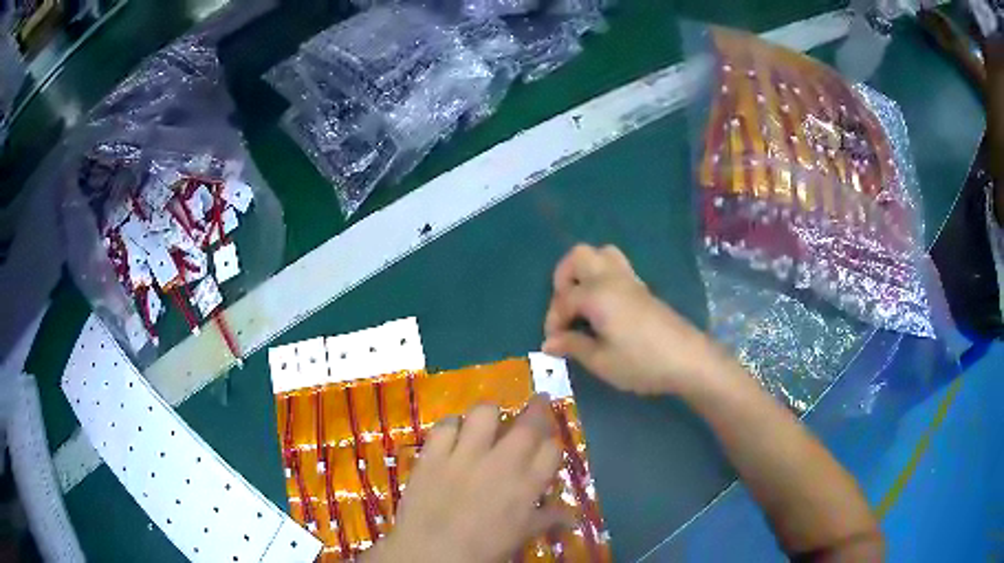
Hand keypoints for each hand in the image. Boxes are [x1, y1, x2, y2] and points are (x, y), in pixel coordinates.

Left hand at [366, 396, 567, 562]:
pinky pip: (445, 424)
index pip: (552, 450)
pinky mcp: (434, 453)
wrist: (432, 553)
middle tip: (538, 402)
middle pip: (528, 424)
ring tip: (489, 421)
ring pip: (485, 413)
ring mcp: (464, 455)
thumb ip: (548, 519)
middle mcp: (501, 463)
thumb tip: (574, 518)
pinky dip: (451, 425)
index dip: (552, 442)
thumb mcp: (521, 536)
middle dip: (538, 409)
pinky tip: (452, 435)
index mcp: (526, 486)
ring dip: (490, 413)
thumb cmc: (483, 549)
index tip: (548, 442)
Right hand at [542, 244, 724, 395]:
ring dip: (584, 272)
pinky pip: (616, 267)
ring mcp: (630, 280)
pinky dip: (602, 278)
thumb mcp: (601, 361)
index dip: (553, 321)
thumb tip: (549, 343)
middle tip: (564, 308)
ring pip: (601, 254)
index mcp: (597, 294)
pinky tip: (603, 308)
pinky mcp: (643, 288)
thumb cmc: (641, 362)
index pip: (563, 299)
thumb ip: (573, 346)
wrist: (687, 359)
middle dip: (563, 278)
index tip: (554, 345)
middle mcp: (611, 278)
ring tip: (582, 302)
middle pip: (578, 256)